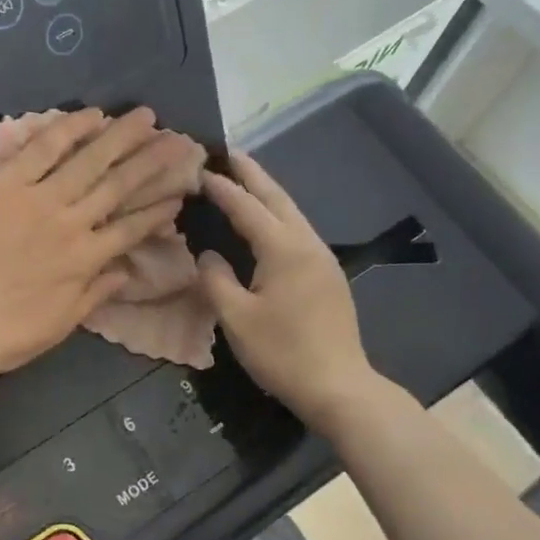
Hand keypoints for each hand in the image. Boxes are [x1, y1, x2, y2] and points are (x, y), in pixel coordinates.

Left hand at [0, 108, 192, 379]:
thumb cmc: (3, 335)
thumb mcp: (60, 325)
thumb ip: (95, 295)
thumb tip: (126, 271)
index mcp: (86, 261)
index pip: (132, 228)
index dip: (157, 209)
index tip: (180, 192)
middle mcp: (71, 224)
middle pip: (120, 185)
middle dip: (153, 161)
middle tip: (179, 139)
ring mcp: (38, 201)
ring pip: (89, 160)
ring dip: (121, 136)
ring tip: (147, 116)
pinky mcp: (4, 185)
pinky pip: (42, 150)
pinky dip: (68, 130)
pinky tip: (92, 115)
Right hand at [196, 150, 388, 429]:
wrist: (339, 386)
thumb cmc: (283, 352)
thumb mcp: (236, 318)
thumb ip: (216, 279)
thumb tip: (208, 254)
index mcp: (284, 249)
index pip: (247, 207)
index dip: (222, 188)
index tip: (200, 168)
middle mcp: (307, 244)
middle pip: (277, 198)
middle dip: (252, 173)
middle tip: (229, 152)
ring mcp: (323, 259)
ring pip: (292, 212)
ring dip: (268, 192)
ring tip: (246, 178)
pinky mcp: (328, 275)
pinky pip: (299, 230)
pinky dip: (279, 215)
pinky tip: (269, 221)